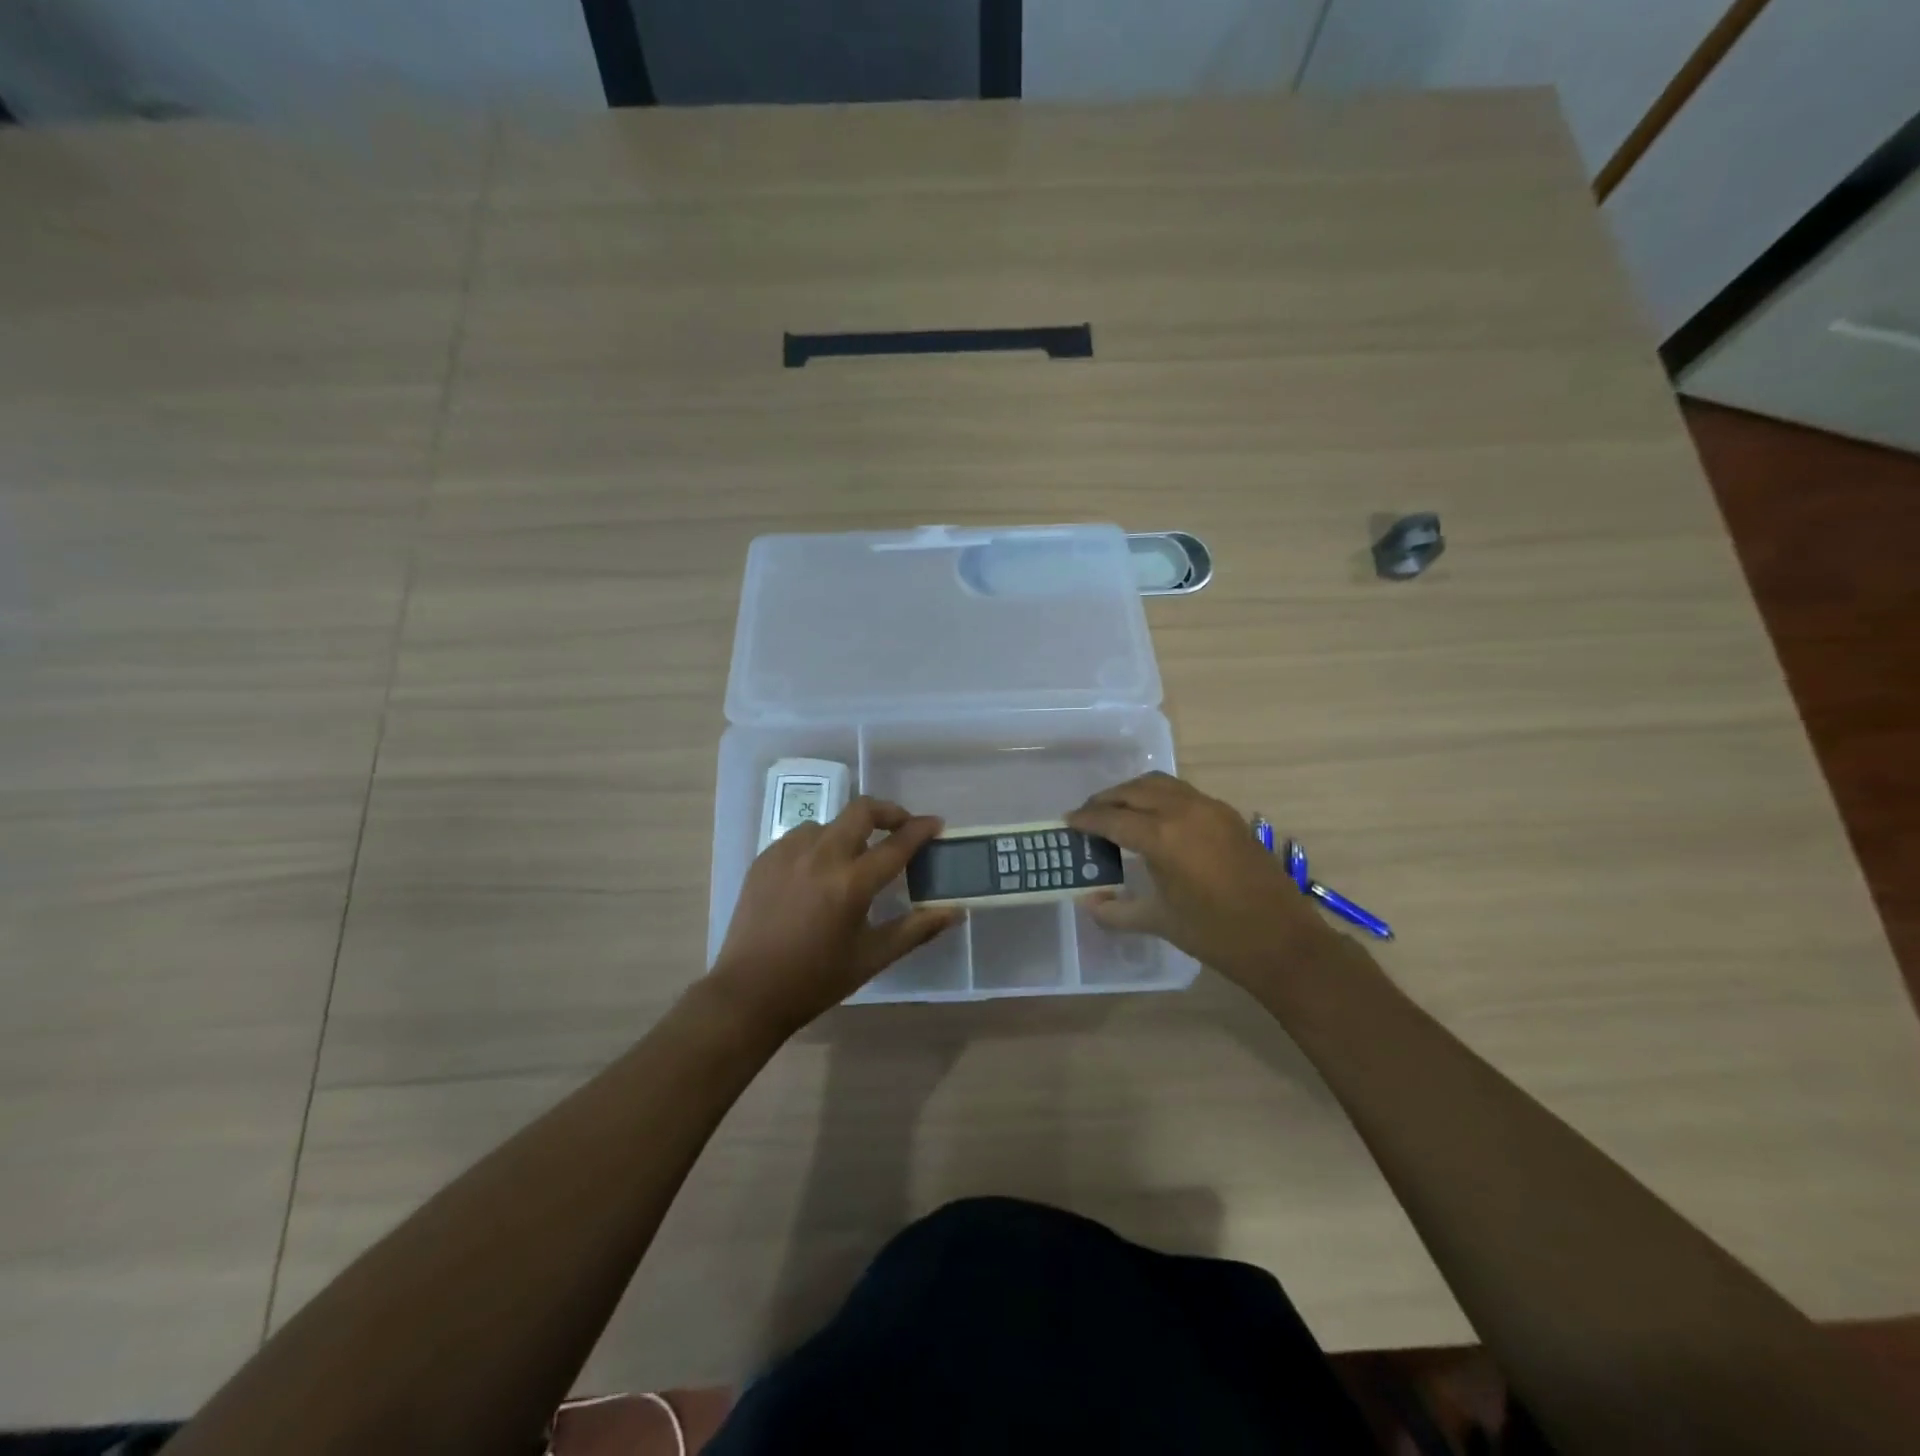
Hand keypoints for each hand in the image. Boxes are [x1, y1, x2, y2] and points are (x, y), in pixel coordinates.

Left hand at [709, 796, 959, 1032]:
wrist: (748, 992)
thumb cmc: (816, 979)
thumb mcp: (873, 957)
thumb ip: (917, 929)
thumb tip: (956, 912)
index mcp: (851, 882)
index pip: (897, 843)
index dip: (921, 829)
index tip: (936, 824)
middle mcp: (821, 856)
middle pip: (862, 810)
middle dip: (889, 812)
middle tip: (901, 828)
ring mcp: (788, 852)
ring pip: (830, 823)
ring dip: (850, 831)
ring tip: (855, 857)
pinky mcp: (765, 858)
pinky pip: (801, 837)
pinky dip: (820, 844)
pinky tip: (819, 871)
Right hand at [1066, 772, 1346, 988]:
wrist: (1282, 940)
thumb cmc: (1215, 934)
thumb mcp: (1159, 921)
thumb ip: (1116, 910)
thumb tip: (1088, 902)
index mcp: (1162, 836)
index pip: (1112, 818)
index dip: (1086, 819)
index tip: (1068, 821)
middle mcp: (1183, 811)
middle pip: (1134, 791)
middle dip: (1107, 800)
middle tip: (1089, 815)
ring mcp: (1210, 808)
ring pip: (1160, 784)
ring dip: (1134, 792)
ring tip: (1118, 811)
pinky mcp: (1228, 814)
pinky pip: (1183, 792)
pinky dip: (1160, 796)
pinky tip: (1155, 819)